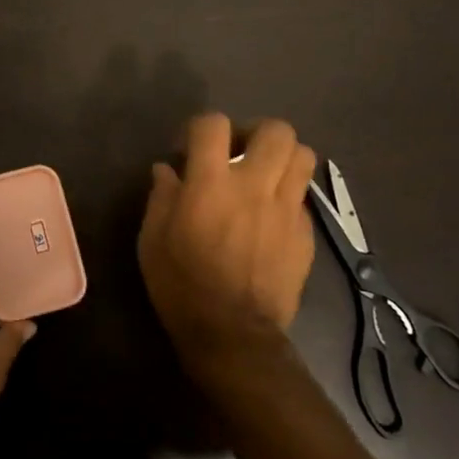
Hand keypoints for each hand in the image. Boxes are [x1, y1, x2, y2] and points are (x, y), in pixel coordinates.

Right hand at [137, 114, 318, 357]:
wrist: (232, 334)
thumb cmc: (181, 284)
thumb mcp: (152, 239)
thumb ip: (161, 196)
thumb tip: (167, 170)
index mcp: (211, 183)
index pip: (213, 124)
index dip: (201, 128)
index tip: (191, 150)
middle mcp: (254, 186)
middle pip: (276, 130)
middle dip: (256, 133)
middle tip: (239, 154)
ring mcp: (286, 210)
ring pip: (303, 156)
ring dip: (282, 158)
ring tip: (263, 176)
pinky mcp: (305, 234)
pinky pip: (303, 198)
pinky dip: (287, 198)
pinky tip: (270, 218)